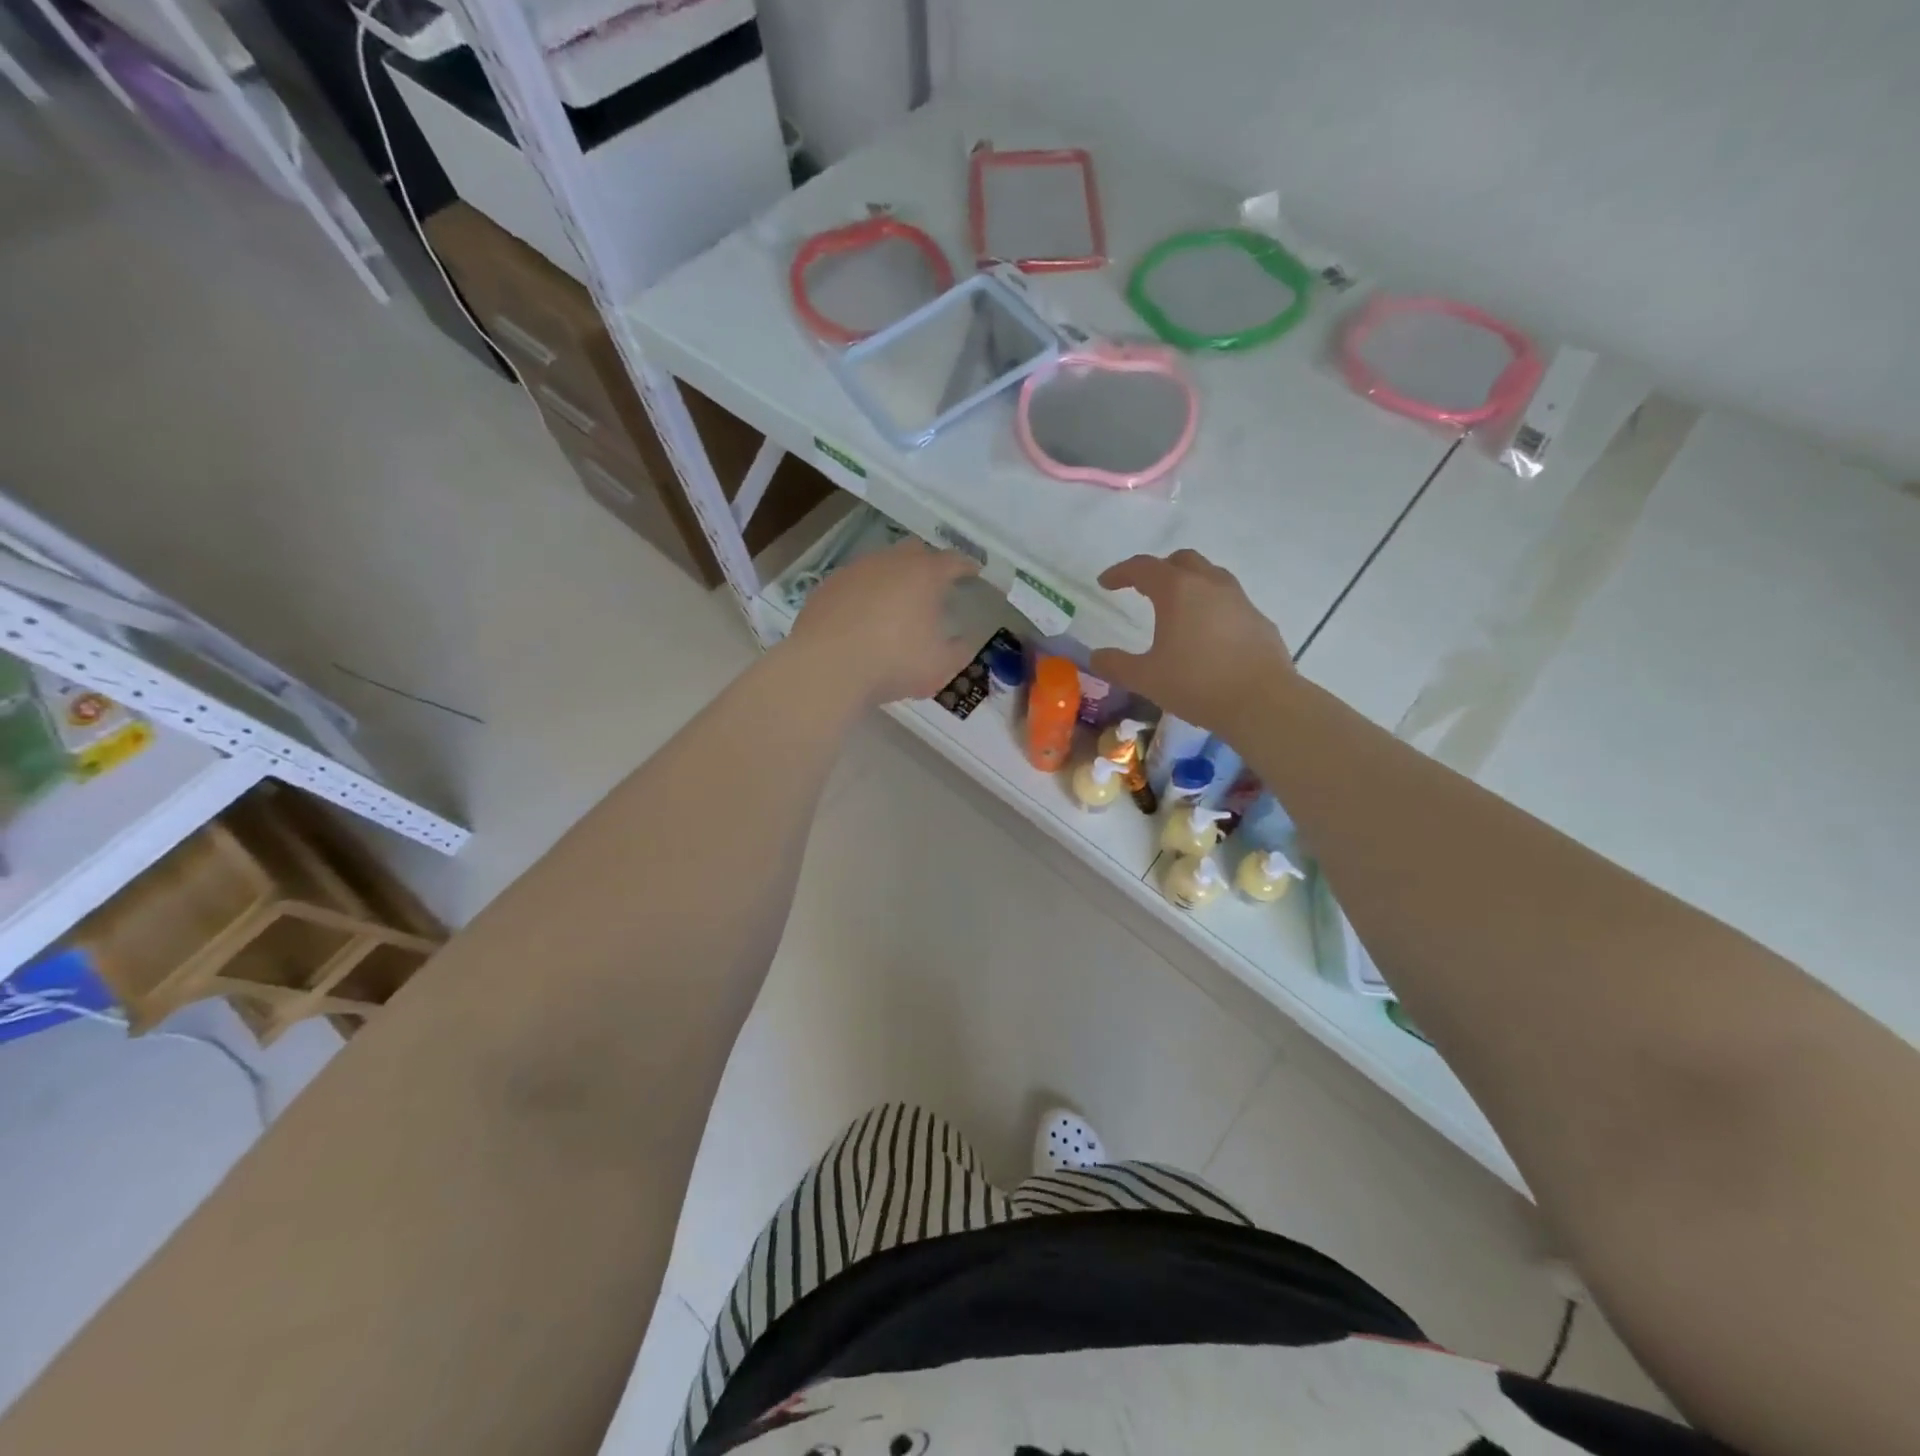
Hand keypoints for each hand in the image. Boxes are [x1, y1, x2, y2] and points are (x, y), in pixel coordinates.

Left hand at [787, 539, 981, 704]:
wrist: (826, 668)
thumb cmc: (893, 662)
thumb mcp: (940, 666)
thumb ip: (959, 651)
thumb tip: (963, 642)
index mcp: (924, 574)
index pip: (953, 561)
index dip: (966, 566)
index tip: (973, 572)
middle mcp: (890, 562)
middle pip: (914, 551)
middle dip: (927, 564)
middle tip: (933, 585)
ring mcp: (854, 571)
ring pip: (880, 565)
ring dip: (892, 579)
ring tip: (895, 605)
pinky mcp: (826, 587)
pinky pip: (853, 584)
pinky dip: (863, 595)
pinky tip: (862, 618)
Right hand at [1089, 549, 1295, 733]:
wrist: (1262, 702)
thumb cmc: (1196, 684)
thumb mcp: (1146, 678)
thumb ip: (1116, 665)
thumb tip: (1096, 656)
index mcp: (1177, 591)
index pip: (1143, 567)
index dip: (1120, 572)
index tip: (1106, 583)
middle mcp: (1210, 585)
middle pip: (1182, 560)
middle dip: (1159, 569)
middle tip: (1143, 589)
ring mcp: (1240, 600)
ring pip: (1211, 576)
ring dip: (1189, 584)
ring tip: (1177, 609)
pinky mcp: (1259, 620)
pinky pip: (1230, 602)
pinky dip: (1212, 608)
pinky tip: (1207, 636)